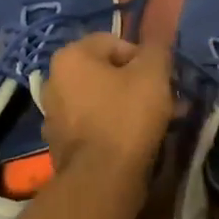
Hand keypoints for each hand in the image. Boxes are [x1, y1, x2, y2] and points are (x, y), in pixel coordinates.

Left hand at [40, 34, 174, 178]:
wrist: (101, 179)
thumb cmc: (126, 116)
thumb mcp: (153, 74)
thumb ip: (157, 48)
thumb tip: (157, 39)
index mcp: (70, 57)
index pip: (115, 42)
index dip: (144, 58)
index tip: (161, 79)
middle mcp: (54, 80)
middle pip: (107, 72)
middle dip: (138, 84)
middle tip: (165, 101)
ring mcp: (54, 114)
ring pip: (102, 99)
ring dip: (129, 106)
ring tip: (157, 123)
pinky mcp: (60, 143)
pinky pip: (94, 124)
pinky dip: (114, 127)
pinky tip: (136, 141)